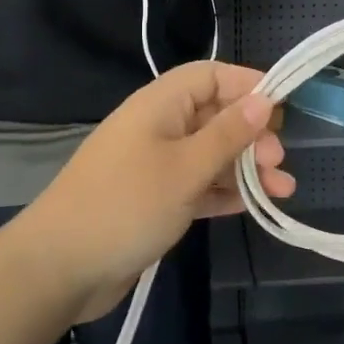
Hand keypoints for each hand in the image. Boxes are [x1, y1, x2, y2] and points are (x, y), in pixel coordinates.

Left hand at [14, 61, 293, 317]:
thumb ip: (227, 134)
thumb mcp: (185, 168)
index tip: (283, 106)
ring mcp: (155, 165)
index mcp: (159, 105)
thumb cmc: (126, 205)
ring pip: (210, 154)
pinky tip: (255, 205)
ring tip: (282, 189)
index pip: (210, 76)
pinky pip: (198, 185)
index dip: (246, 84)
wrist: (60, 267)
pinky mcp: (155, 200)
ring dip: (245, 167)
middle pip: (214, 115)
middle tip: (278, 162)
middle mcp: (158, 128)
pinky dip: (225, 191)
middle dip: (251, 134)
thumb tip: (264, 99)